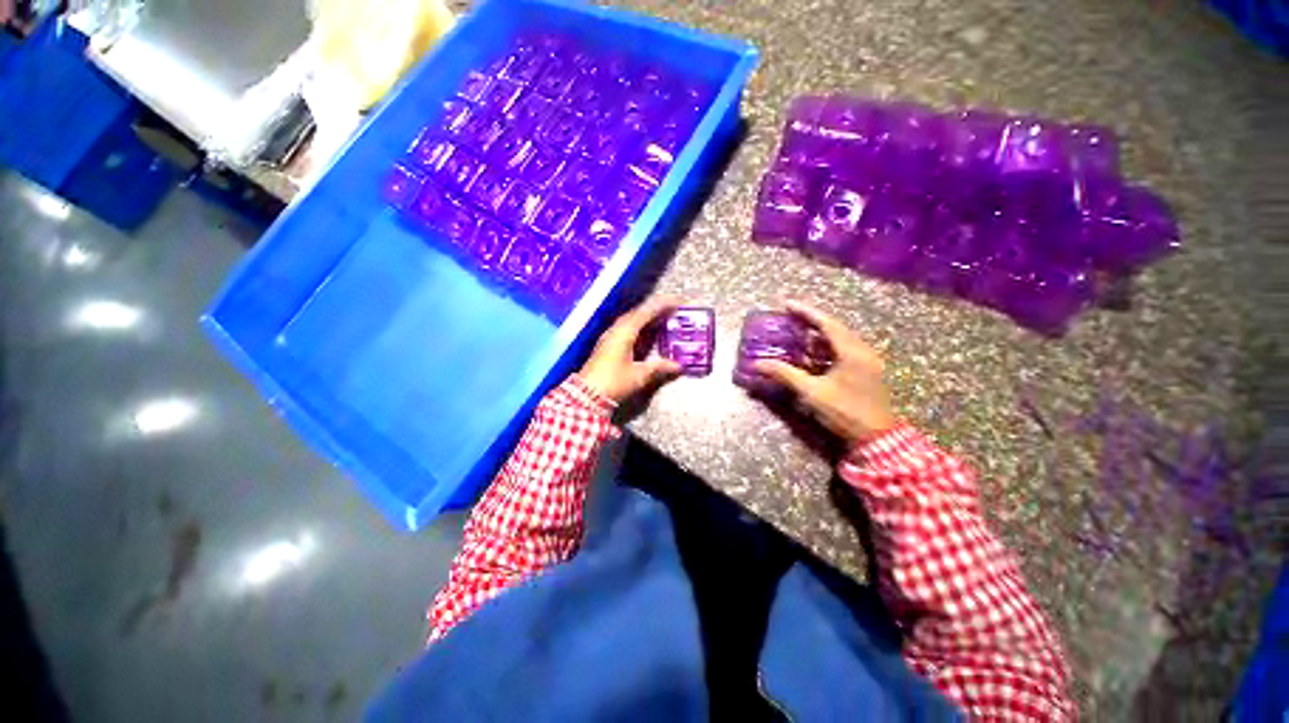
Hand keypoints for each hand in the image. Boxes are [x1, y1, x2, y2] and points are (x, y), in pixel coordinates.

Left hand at [578, 297, 682, 403]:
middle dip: (655, 310)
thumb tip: (678, 366)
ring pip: (631, 321)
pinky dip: (639, 328)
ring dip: (646, 318)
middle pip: (637, 314)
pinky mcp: (606, 346)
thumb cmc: (614, 382)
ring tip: (662, 319)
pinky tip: (646, 334)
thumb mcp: (639, 375)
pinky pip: (626, 330)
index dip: (662, 306)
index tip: (677, 302)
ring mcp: (609, 337)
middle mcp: (616, 330)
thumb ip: (659, 368)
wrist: (586, 396)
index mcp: (625, 332)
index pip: (646, 312)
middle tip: (673, 310)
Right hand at [754, 301, 897, 446]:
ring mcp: (867, 361)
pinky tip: (812, 354)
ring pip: (840, 340)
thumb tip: (758, 364)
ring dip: (819, 335)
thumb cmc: (845, 412)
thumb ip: (785, 374)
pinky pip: (844, 351)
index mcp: (852, 352)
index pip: (826, 323)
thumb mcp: (812, 392)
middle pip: (835, 328)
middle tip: (789, 317)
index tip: (786, 304)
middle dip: (811, 321)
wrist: (877, 438)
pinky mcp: (867, 371)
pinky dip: (826, 349)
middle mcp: (863, 351)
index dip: (805, 312)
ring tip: (798, 333)